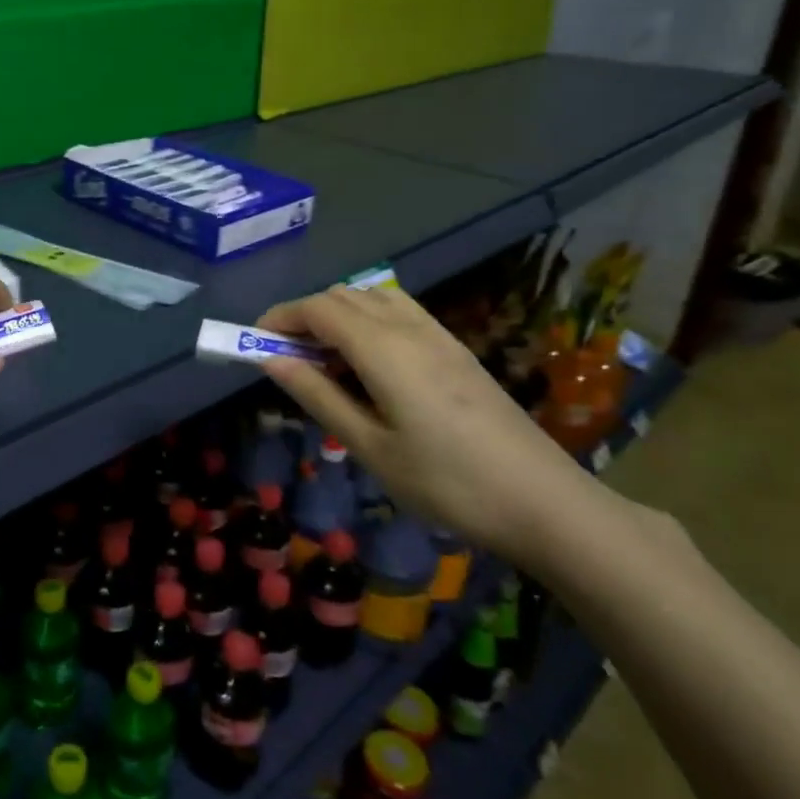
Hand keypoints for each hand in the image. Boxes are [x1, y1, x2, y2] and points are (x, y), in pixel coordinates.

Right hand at [255, 284, 591, 558]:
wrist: (544, 502)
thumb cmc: (447, 482)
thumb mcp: (370, 446)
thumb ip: (318, 396)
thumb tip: (271, 360)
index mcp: (383, 348)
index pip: (318, 308)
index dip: (280, 318)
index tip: (254, 344)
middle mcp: (409, 327)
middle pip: (342, 296)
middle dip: (305, 317)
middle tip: (287, 360)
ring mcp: (438, 335)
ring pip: (372, 297)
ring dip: (338, 315)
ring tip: (327, 362)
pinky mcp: (456, 349)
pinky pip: (399, 312)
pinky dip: (368, 321)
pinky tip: (370, 365)